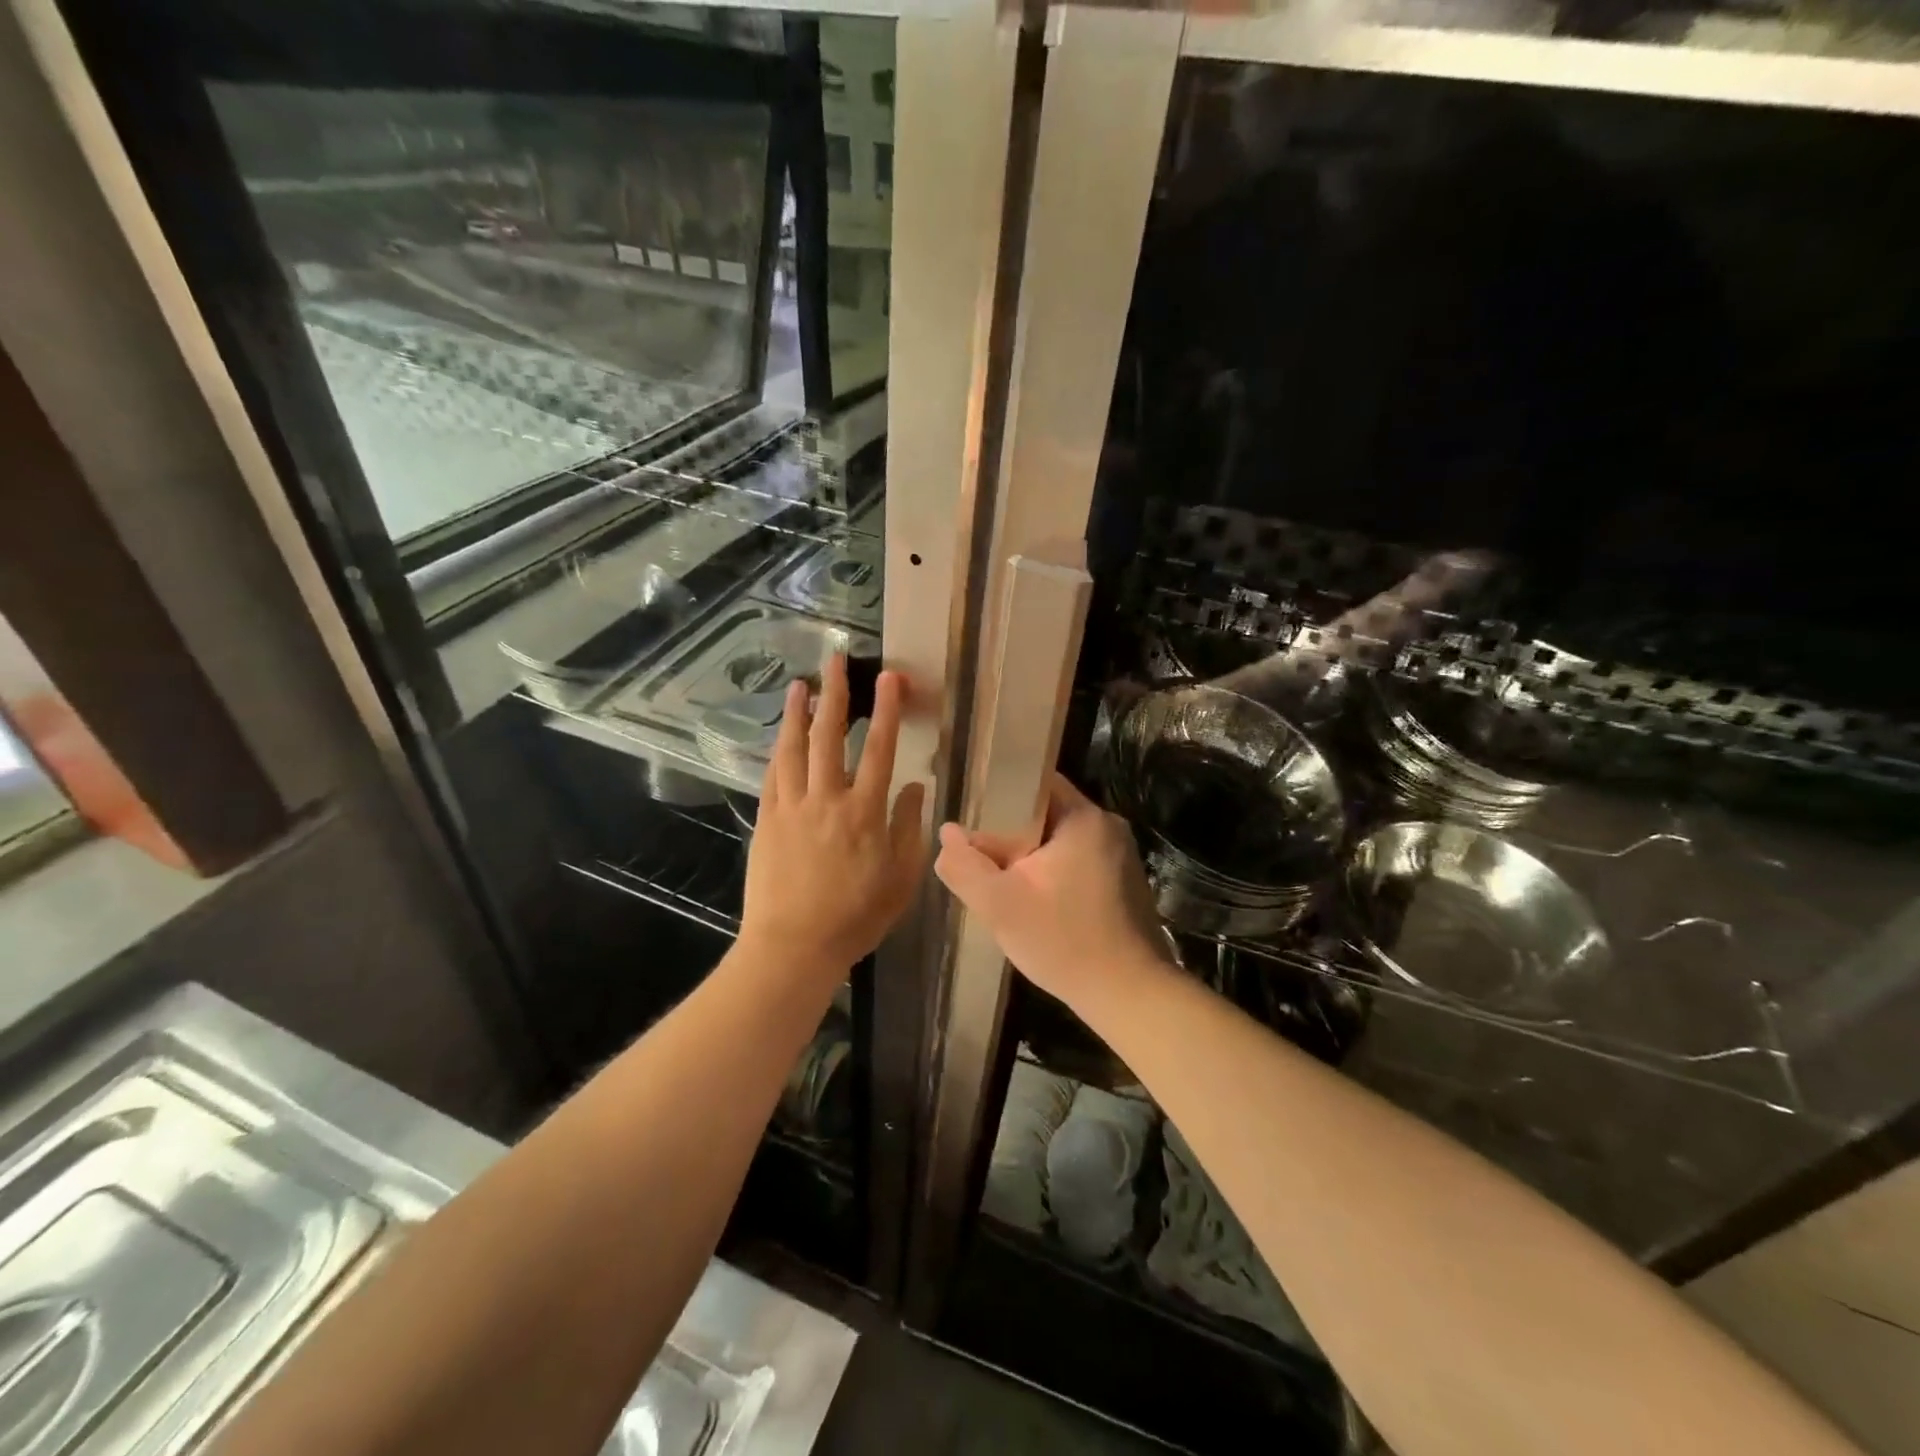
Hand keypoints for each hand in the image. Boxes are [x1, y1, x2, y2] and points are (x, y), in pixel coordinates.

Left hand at [740, 655, 927, 974]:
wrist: (793, 946)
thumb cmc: (856, 917)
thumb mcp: (901, 879)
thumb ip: (910, 828)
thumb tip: (915, 786)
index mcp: (865, 812)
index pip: (880, 749)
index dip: (886, 710)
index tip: (888, 677)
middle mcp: (827, 799)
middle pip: (831, 736)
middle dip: (836, 694)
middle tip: (835, 660)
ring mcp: (792, 807)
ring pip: (795, 749)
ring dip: (798, 713)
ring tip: (801, 684)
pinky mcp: (767, 820)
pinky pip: (773, 775)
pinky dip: (779, 750)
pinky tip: (781, 736)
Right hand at [934, 775, 1176, 1013]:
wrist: (1128, 995)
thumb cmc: (1063, 941)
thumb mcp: (999, 905)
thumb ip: (965, 866)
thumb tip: (946, 833)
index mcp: (1084, 817)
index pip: (1034, 782)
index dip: (999, 795)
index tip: (973, 818)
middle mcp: (1108, 826)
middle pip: (1046, 814)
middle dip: (1011, 834)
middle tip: (981, 858)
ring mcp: (1121, 855)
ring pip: (1060, 842)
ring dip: (1031, 857)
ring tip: (1002, 881)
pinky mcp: (1125, 883)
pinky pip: (1078, 863)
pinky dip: (1054, 874)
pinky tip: (1036, 902)